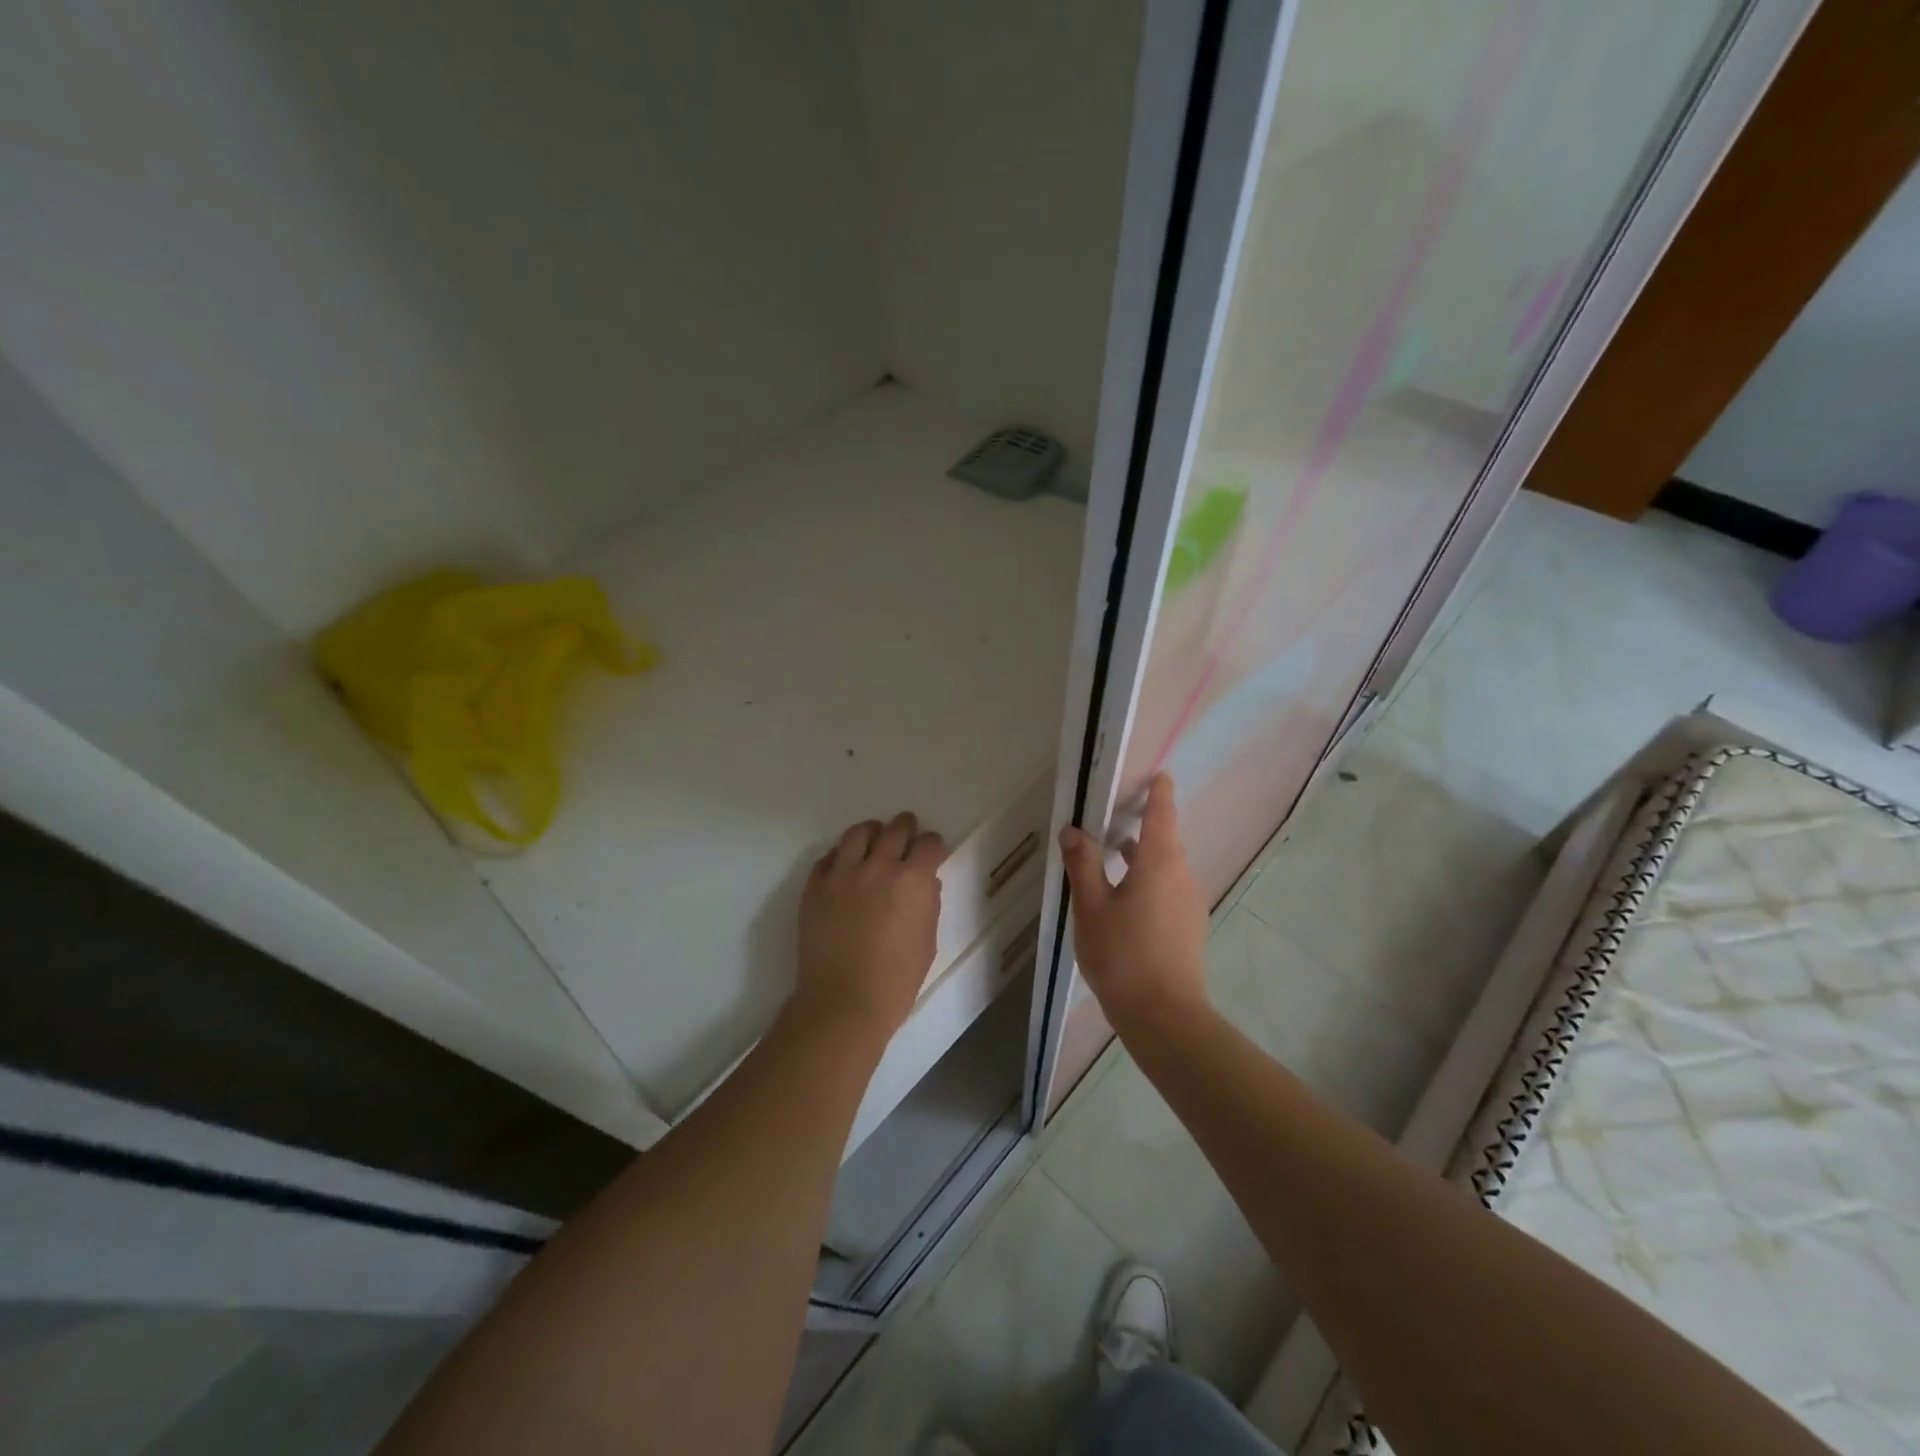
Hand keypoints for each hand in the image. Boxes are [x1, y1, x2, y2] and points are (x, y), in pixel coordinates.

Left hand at [795, 812, 947, 1039]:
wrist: (843, 1002)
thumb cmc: (896, 980)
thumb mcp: (927, 941)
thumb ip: (928, 903)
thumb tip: (924, 882)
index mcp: (913, 881)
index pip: (929, 844)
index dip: (933, 846)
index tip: (932, 852)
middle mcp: (878, 867)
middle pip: (896, 828)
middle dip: (906, 828)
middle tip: (907, 834)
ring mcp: (842, 874)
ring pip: (859, 833)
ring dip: (872, 833)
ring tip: (874, 840)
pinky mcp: (815, 886)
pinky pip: (829, 857)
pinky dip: (842, 856)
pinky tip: (846, 867)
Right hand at [1058, 774, 1210, 1034]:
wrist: (1164, 1015)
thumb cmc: (1122, 954)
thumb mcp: (1091, 906)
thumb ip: (1083, 864)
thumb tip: (1073, 830)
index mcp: (1160, 863)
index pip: (1163, 814)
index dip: (1160, 793)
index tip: (1158, 776)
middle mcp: (1183, 876)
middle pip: (1166, 840)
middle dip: (1145, 826)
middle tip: (1117, 817)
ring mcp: (1191, 903)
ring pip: (1168, 867)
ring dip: (1145, 856)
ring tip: (1116, 856)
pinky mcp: (1190, 927)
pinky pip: (1171, 888)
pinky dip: (1151, 880)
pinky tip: (1128, 899)